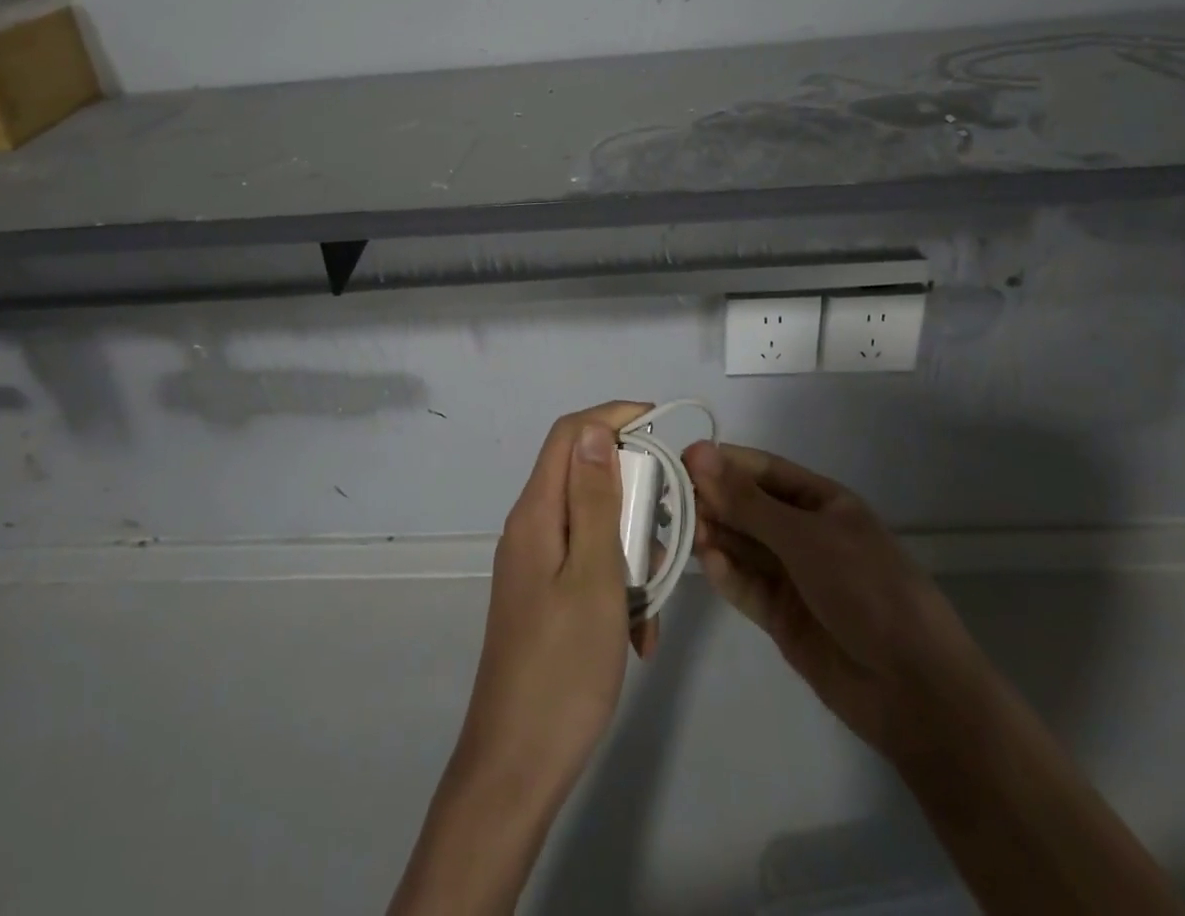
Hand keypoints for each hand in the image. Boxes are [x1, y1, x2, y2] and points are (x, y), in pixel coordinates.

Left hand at [389, 402, 653, 915]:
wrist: (517, 766)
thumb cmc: (563, 668)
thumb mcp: (594, 576)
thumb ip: (596, 500)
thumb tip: (593, 429)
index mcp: (537, 513)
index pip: (570, 435)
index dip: (612, 417)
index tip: (660, 425)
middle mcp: (532, 528)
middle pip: (587, 480)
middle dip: (634, 500)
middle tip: (667, 539)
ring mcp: (536, 564)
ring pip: (596, 527)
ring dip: (632, 553)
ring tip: (653, 601)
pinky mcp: (545, 596)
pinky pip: (589, 567)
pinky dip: (619, 587)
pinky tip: (638, 634)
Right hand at [680, 440, 983, 756]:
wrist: (915, 689)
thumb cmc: (866, 589)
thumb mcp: (805, 537)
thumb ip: (747, 502)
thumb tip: (697, 453)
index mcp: (822, 502)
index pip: (763, 471)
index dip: (724, 463)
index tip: (682, 460)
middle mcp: (804, 534)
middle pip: (748, 508)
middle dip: (714, 501)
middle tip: (673, 499)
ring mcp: (793, 577)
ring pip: (743, 546)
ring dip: (715, 536)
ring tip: (686, 532)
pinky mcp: (781, 617)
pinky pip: (747, 586)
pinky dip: (727, 575)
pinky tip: (709, 564)